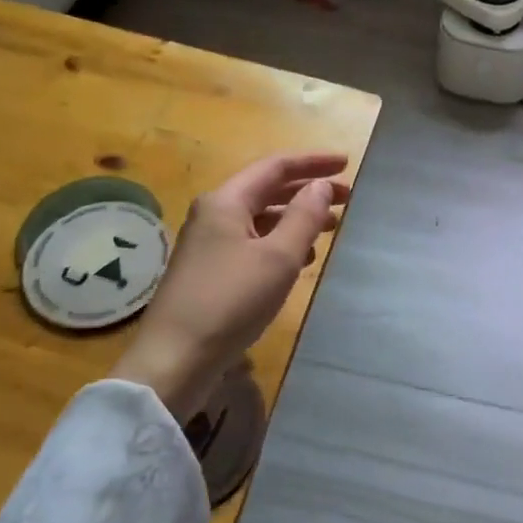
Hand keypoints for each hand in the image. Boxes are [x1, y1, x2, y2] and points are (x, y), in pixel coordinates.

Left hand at [115, 152, 349, 416]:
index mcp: (226, 201)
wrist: (175, 359)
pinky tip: (302, 259)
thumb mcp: (278, 257)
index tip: (346, 164)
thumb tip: (321, 186)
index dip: (313, 163)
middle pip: (268, 191)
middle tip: (346, 199)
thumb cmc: (230, 301)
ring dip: (296, 218)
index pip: (275, 167)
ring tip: (330, 227)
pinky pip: (252, 243)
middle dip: (308, 191)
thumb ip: (304, 216)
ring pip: (261, 219)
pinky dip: (280, 242)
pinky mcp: (210, 271)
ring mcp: (209, 243)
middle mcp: (214, 215)